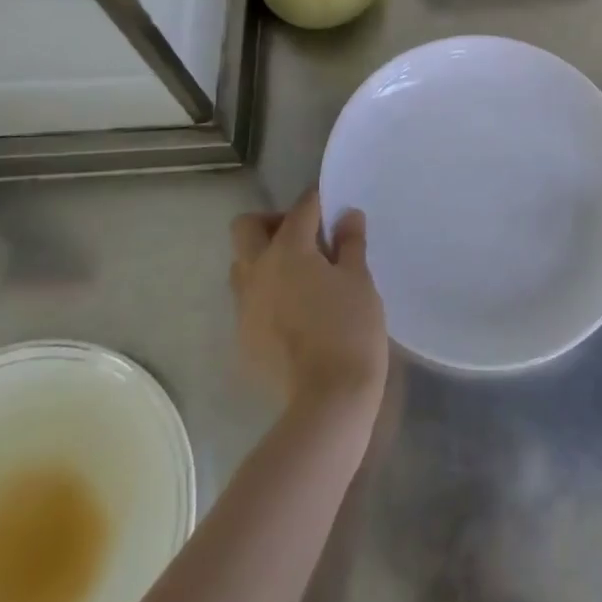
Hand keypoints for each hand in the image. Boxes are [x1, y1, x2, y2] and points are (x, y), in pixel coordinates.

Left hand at [230, 188, 387, 413]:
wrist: (327, 400)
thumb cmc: (350, 329)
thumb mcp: (359, 280)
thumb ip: (350, 243)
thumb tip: (347, 216)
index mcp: (288, 250)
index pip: (301, 208)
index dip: (318, 200)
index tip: (333, 204)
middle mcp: (257, 271)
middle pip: (247, 227)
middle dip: (273, 222)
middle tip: (305, 237)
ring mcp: (244, 307)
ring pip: (242, 265)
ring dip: (264, 259)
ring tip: (299, 275)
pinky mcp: (242, 338)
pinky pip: (248, 301)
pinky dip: (266, 294)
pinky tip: (295, 312)